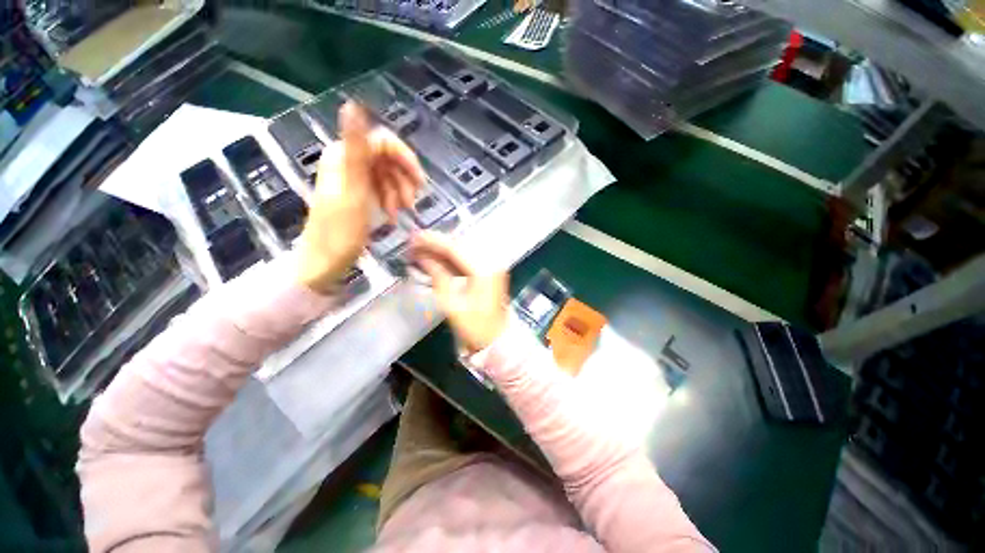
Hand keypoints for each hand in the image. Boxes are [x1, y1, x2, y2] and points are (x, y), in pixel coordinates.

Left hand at [298, 103, 424, 293]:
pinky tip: (393, 216)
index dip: (404, 158)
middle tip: (411, 202)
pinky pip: (382, 190)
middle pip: (387, 158)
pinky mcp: (358, 195)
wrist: (324, 262)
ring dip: (399, 192)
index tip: (419, 182)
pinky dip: (391, 201)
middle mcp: (348, 162)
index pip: (383, 141)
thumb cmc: (340, 230)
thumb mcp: (353, 190)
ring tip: (401, 212)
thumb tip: (353, 104)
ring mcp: (354, 179)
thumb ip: (357, 150)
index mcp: (344, 155)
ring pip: (388, 176)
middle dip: (403, 179)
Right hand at [411, 232, 508, 352]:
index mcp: (483, 270)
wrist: (496, 338)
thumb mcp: (451, 304)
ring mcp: (492, 265)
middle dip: (436, 243)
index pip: (455, 248)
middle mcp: (491, 262)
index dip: (433, 241)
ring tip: (421, 250)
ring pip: (463, 249)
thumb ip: (438, 275)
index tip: (414, 238)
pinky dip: (451, 257)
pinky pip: (467, 258)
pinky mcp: (489, 270)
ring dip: (442, 249)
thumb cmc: (474, 326)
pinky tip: (436, 258)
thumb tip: (423, 256)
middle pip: (460, 245)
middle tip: (414, 244)